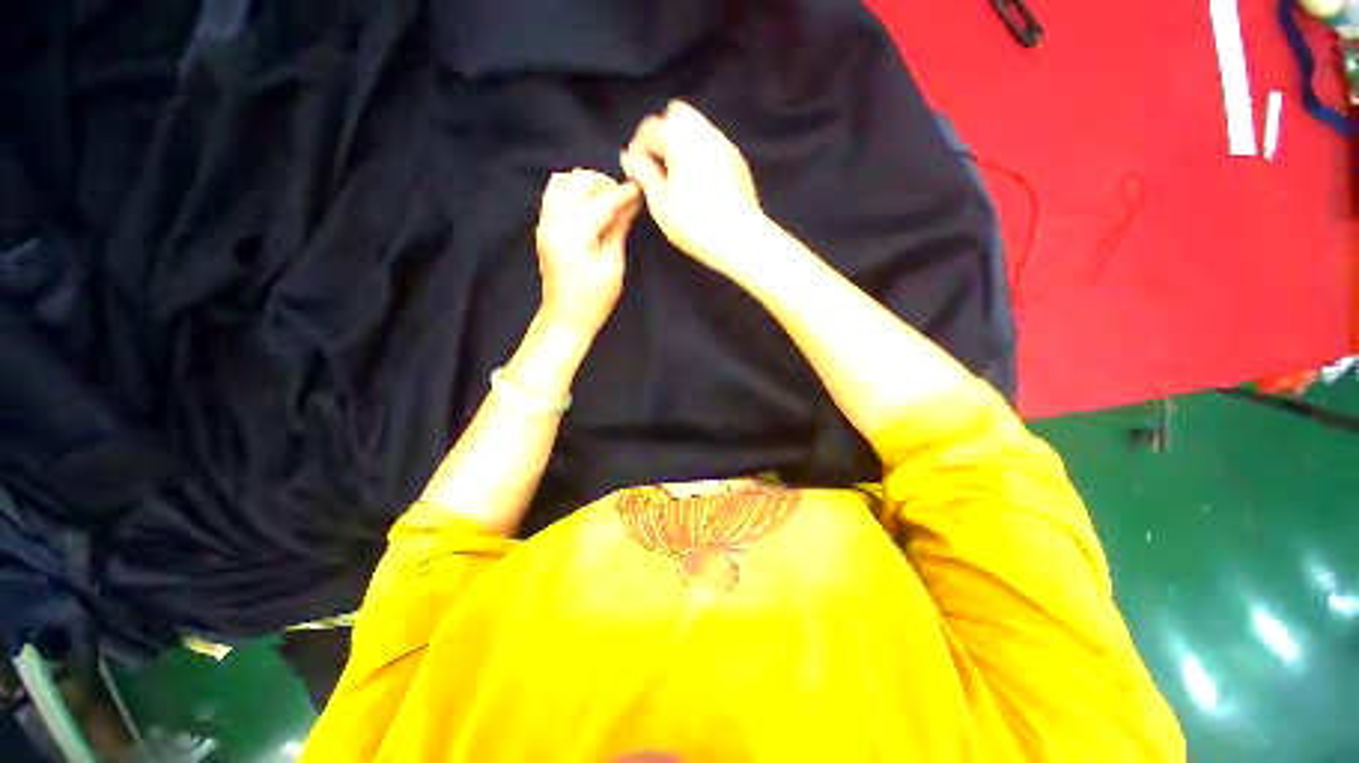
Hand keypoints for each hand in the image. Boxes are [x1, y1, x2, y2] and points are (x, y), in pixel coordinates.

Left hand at [535, 168, 640, 336]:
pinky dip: (574, 192)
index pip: (601, 201)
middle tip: (624, 198)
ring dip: (586, 185)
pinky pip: (555, 195)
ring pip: (562, 182)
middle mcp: (553, 221)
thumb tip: (630, 204)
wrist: (565, 318)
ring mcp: (545, 223)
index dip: (623, 193)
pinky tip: (591, 207)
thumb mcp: (613, 265)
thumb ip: (619, 229)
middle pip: (577, 180)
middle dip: (604, 183)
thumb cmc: (593, 299)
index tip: (639, 189)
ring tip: (607, 200)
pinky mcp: (544, 228)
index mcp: (573, 233)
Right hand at [620, 101, 766, 278]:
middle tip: (658, 165)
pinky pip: (714, 143)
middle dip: (663, 134)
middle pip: (677, 114)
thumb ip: (643, 174)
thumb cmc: (696, 225)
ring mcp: (725, 145)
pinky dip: (701, 152)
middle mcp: (705, 134)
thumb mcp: (660, 204)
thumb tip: (631, 157)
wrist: (740, 238)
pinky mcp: (738, 161)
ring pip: (698, 126)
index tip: (636, 168)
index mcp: (681, 141)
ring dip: (682, 142)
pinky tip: (699, 181)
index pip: (651, 126)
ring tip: (678, 175)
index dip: (638, 145)